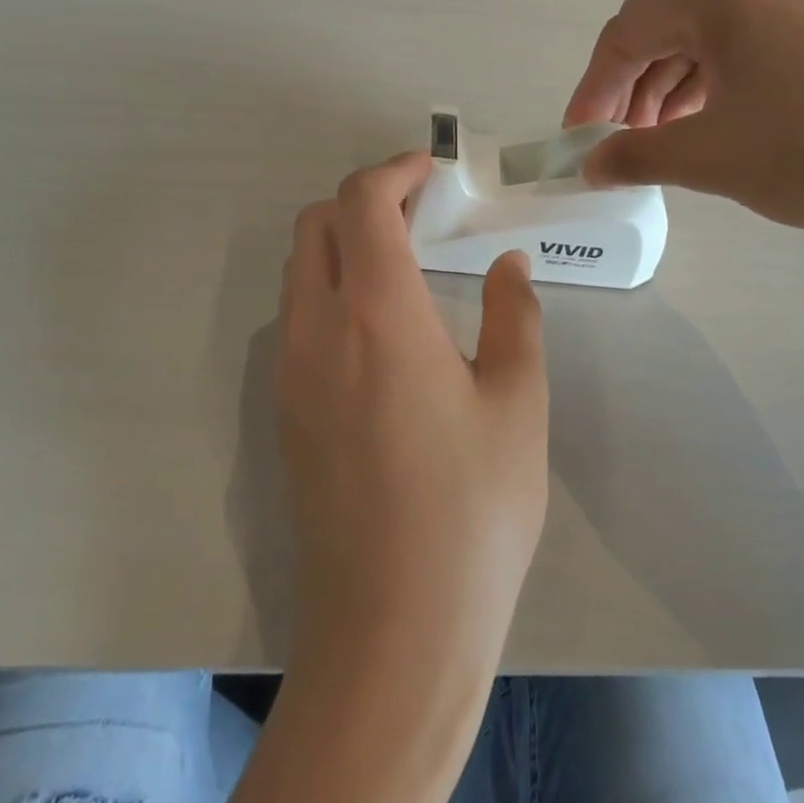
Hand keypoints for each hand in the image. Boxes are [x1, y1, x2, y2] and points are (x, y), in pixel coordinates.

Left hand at [275, 152, 548, 690]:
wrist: (394, 631)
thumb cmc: (473, 511)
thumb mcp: (518, 404)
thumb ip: (515, 317)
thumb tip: (508, 265)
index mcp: (378, 315)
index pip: (362, 203)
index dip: (395, 170)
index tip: (433, 171)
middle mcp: (317, 331)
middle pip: (316, 225)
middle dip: (363, 200)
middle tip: (422, 214)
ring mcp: (290, 375)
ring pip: (300, 272)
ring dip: (344, 246)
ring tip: (406, 266)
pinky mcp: (285, 416)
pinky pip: (297, 320)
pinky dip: (331, 292)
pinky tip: (383, 332)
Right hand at [564, 0, 803, 229]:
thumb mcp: (712, 158)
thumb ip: (635, 157)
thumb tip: (590, 166)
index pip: (625, 34)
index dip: (592, 90)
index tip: (578, 140)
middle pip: (664, 25)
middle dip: (632, 88)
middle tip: (620, 144)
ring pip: (706, 31)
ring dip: (672, 84)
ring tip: (663, 138)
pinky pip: (747, 34)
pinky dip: (717, 75)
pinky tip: (712, 116)